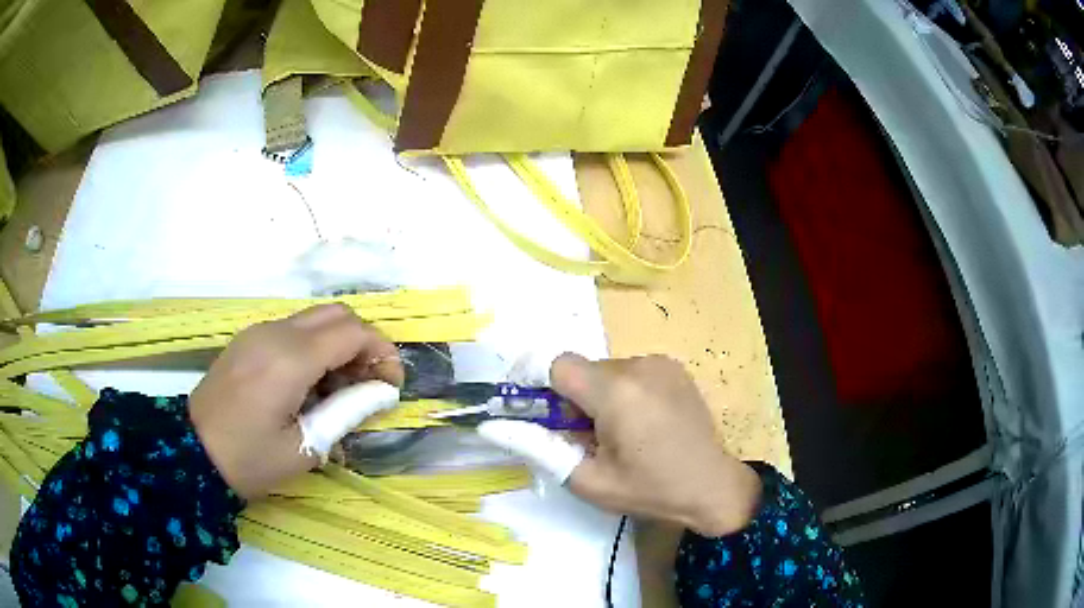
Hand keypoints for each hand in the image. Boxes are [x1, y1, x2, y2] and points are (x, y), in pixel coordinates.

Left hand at [189, 304, 404, 500]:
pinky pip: (293, 330)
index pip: (354, 331)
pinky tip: (308, 385)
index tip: (390, 386)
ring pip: (315, 319)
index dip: (382, 353)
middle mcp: (276, 332)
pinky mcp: (248, 339)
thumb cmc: (249, 459)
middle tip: (368, 384)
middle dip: (364, 343)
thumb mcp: (304, 446)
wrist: (191, 452)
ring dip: (339, 345)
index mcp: (291, 358)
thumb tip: (382, 392)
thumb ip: (347, 412)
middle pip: (338, 314)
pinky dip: (314, 347)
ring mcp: (259, 331)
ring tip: (339, 390)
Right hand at [480, 354, 761, 536]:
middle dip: (575, 400)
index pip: (557, 366)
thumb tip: (493, 426)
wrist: (713, 486)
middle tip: (589, 439)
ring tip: (622, 434)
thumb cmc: (650, 490)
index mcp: (616, 392)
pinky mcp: (674, 367)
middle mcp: (638, 365)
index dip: (542, 387)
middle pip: (583, 370)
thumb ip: (539, 448)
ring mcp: (660, 363)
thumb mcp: (588, 480)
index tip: (546, 417)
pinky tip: (645, 423)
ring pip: (606, 370)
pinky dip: (624, 392)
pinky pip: (631, 372)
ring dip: (601, 397)